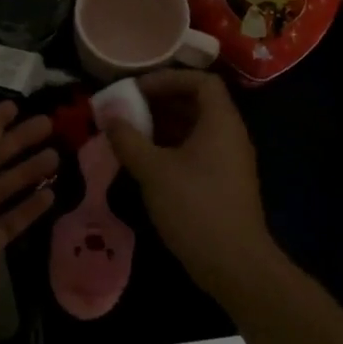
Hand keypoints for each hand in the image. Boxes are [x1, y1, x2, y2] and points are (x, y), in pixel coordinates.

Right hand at [102, 70, 282, 300]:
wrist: (234, 265)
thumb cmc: (195, 207)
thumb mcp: (153, 170)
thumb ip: (128, 138)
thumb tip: (108, 114)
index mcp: (220, 122)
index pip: (202, 81)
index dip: (169, 78)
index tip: (137, 89)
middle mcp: (230, 135)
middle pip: (197, 103)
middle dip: (159, 102)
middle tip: (126, 110)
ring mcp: (228, 161)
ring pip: (194, 129)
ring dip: (162, 126)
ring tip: (129, 134)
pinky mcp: (222, 183)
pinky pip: (196, 151)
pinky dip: (170, 148)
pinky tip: (144, 162)